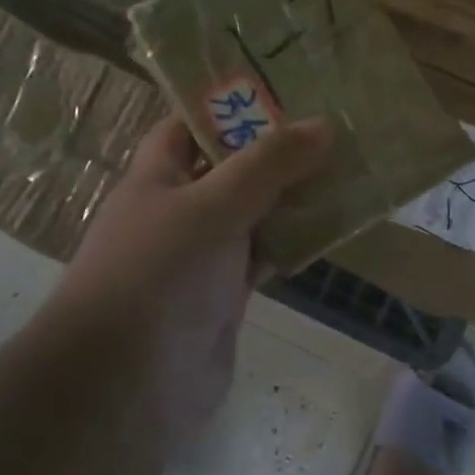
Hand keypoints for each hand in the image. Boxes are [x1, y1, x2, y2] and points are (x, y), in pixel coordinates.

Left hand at [45, 116, 331, 439]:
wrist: (127, 386)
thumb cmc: (158, 275)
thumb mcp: (212, 206)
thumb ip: (267, 165)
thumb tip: (322, 126)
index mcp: (159, 176)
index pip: (193, 125)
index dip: (232, 105)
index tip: (286, 88)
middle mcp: (180, 209)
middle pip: (233, 167)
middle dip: (277, 149)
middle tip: (335, 125)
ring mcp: (204, 254)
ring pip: (255, 212)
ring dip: (293, 196)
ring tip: (347, 167)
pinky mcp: (226, 293)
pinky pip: (266, 254)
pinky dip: (294, 242)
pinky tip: (332, 227)